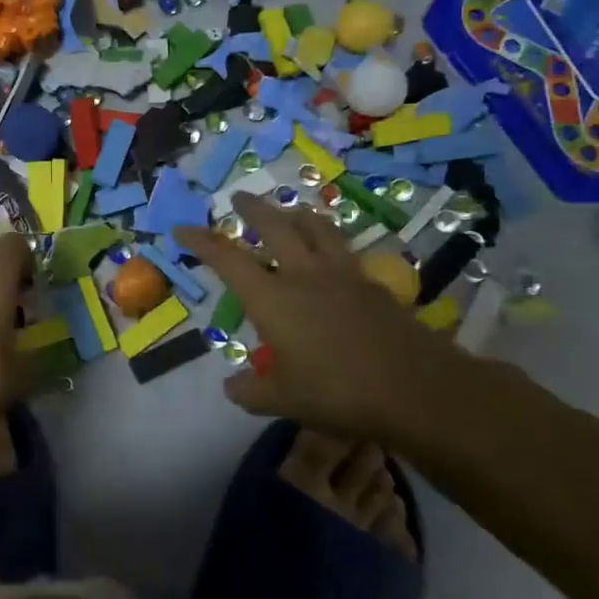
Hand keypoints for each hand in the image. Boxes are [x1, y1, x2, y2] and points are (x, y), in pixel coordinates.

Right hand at [176, 194, 468, 441]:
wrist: (417, 390)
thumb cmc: (339, 393)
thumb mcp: (283, 400)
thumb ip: (251, 391)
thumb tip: (231, 387)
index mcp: (273, 298)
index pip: (227, 259)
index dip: (201, 242)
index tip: (182, 229)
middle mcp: (304, 275)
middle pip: (274, 226)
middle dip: (252, 209)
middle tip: (239, 198)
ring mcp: (343, 275)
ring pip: (316, 228)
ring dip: (296, 214)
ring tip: (289, 210)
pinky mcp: (373, 284)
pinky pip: (345, 250)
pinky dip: (331, 242)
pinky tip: (332, 254)